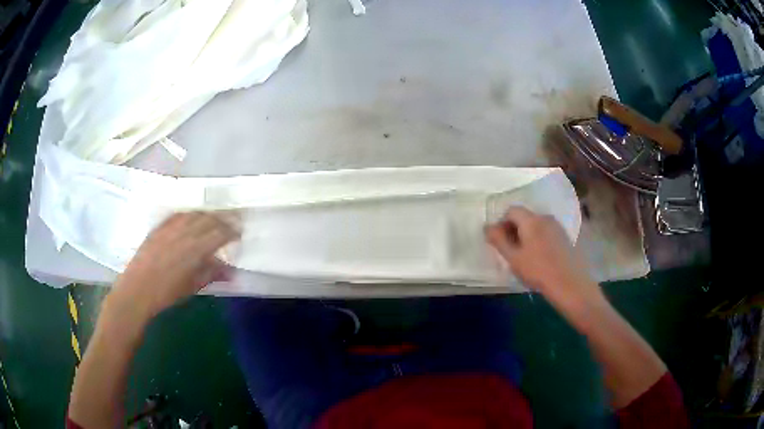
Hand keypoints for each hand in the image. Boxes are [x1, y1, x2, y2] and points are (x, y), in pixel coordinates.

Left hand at [108, 212, 239, 320]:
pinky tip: (192, 216)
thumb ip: (212, 274)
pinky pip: (178, 214)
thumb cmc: (167, 292)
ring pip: (194, 214)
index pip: (220, 233)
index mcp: (196, 249)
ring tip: (215, 217)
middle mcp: (185, 233)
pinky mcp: (160, 226)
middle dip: (223, 219)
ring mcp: (171, 227)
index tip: (239, 233)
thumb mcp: (192, 286)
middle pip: (209, 219)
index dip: (232, 231)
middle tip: (232, 222)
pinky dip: (190, 214)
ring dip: (208, 214)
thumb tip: (231, 271)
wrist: (138, 289)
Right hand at [486, 207, 598, 303]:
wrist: (569, 283)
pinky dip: (538, 239)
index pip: (511, 210)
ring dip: (526, 235)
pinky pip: (546, 232)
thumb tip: (487, 227)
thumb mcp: (513, 258)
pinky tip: (539, 257)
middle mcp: (545, 217)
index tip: (499, 241)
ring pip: (536, 225)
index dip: (502, 223)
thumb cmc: (538, 271)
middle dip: (514, 229)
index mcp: (531, 220)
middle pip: (525, 216)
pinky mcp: (565, 237)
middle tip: (510, 250)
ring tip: (525, 256)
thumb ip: (499, 240)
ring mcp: (557, 227)